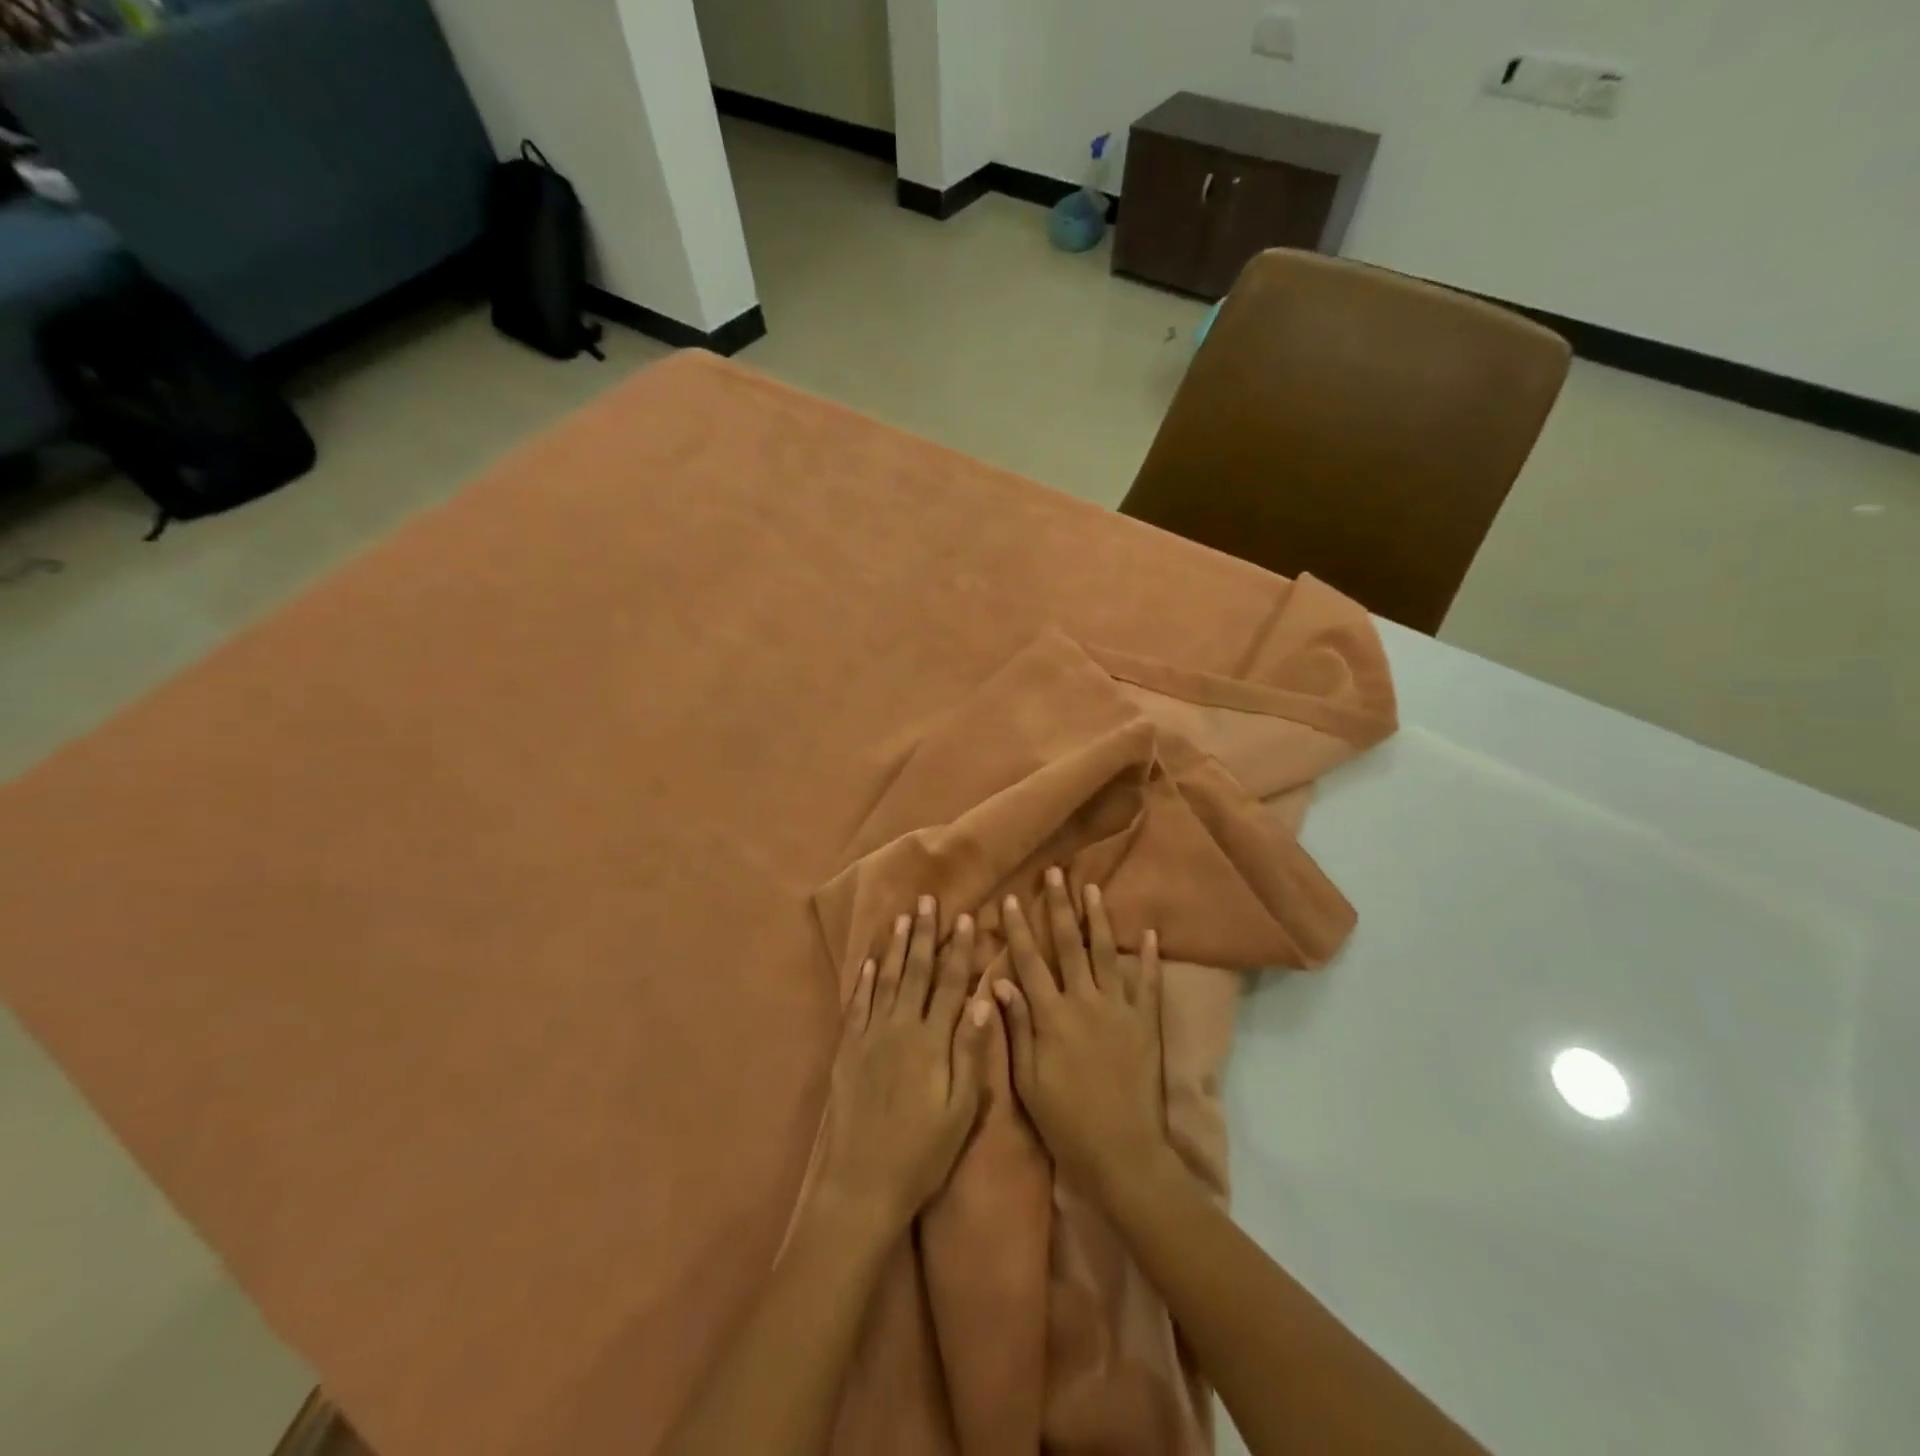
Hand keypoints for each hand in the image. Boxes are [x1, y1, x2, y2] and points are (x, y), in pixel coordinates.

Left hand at [806, 896, 994, 1240]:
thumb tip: (985, 1001)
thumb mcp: (960, 1110)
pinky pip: (857, 1005)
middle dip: (924, 934)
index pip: (950, 983)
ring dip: (896, 947)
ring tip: (902, 918)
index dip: (960, 950)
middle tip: (927, 901)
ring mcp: (870, 1037)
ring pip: (887, 980)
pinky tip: (869, 962)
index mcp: (932, 1041)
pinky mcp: (847, 1051)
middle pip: (916, 972)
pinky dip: (864, 980)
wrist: (860, 1182)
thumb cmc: (920, 1152)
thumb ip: (971, 1053)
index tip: (966, 918)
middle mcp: (900, 1028)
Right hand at [995, 869, 1167, 1207]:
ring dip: (1099, 919)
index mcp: (1052, 1015)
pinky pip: (1149, 983)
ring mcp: (1119, 1008)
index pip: (1030, 962)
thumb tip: (1000, 982)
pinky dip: (1150, 957)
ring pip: (1107, 953)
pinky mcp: (1145, 1022)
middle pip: (1069, 944)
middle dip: (1060, 907)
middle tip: (1055, 874)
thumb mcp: (1028, 1079)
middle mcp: (1085, 1001)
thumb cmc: (1065, 1119)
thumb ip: (1016, 1027)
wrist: (1122, 1151)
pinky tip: (1150, 933)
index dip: (1019, 929)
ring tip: (1093, 888)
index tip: (1012, 899)